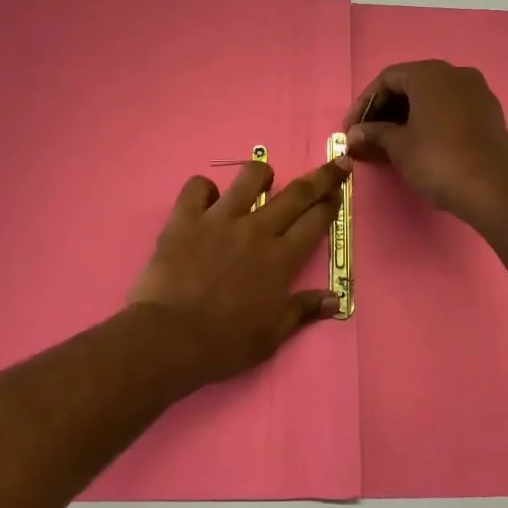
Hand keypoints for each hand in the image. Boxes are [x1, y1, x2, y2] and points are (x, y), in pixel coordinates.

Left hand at [127, 155, 349, 385]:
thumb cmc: (224, 343)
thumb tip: (336, 300)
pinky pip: (198, 186)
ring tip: (263, 178)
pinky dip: (204, 189)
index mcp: (281, 259)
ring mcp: (220, 219)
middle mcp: (257, 230)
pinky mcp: (186, 217)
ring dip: (261, 173)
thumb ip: (303, 311)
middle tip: (335, 164)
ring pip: (250, 177)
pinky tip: (206, 200)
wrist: (169, 338)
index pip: (315, 221)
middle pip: (297, 193)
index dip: (331, 204)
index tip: (338, 193)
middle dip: (321, 177)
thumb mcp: (271, 336)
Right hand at [343, 61, 507, 224]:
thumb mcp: (399, 146)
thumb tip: (354, 134)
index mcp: (431, 74)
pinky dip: (430, 121)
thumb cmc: (438, 160)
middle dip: (385, 110)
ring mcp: (477, 92)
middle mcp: (456, 74)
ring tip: (388, 143)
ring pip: (432, 98)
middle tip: (367, 136)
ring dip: (406, 117)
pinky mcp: (490, 113)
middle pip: (410, 85)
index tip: (351, 129)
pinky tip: (418, 144)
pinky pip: (451, 109)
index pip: (387, 79)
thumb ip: (374, 133)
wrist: (492, 190)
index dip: (364, 104)